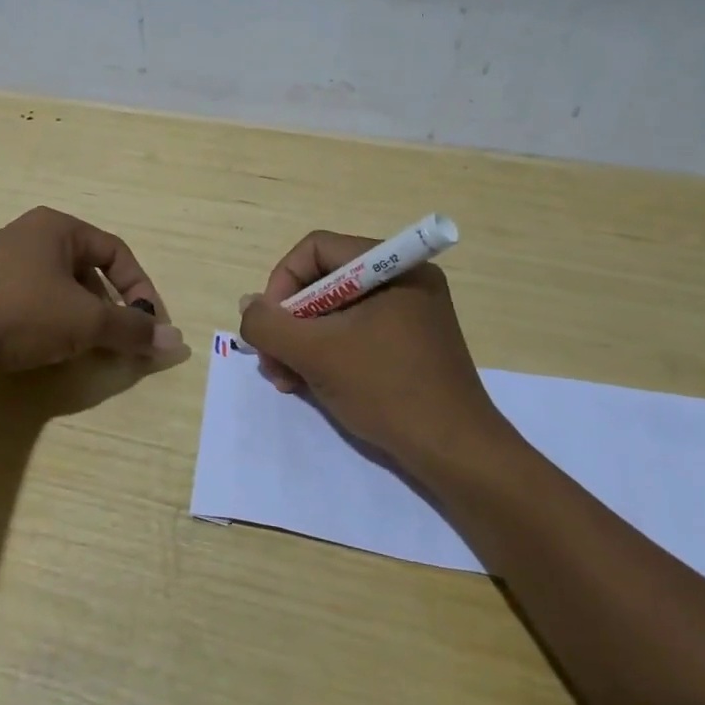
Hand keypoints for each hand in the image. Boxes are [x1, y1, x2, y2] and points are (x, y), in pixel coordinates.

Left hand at [0, 207, 184, 373]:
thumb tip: (175, 342)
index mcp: (59, 228)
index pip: (116, 251)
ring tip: (82, 347)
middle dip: (109, 306)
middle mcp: (31, 236)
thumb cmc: (20, 310)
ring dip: (80, 317)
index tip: (148, 325)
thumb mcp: (84, 321)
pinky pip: (31, 301)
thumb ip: (131, 330)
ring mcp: (1, 261)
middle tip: (116, 339)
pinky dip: (49, 322)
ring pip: (59, 288)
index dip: (140, 288)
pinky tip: (43, 348)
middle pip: (88, 269)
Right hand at [237, 230, 501, 467]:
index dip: (282, 283)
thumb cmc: (387, 390)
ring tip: (285, 380)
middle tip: (272, 361)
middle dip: (289, 322)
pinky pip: (354, 333)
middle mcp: (402, 280)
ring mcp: (408, 314)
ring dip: (301, 343)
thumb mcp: (317, 354)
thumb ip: (269, 324)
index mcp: (392, 266)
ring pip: (334, 312)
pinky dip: (326, 354)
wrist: (456, 454)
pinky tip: (308, 385)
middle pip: (323, 281)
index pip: (316, 249)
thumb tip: (249, 306)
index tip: (271, 326)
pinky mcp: (408, 344)